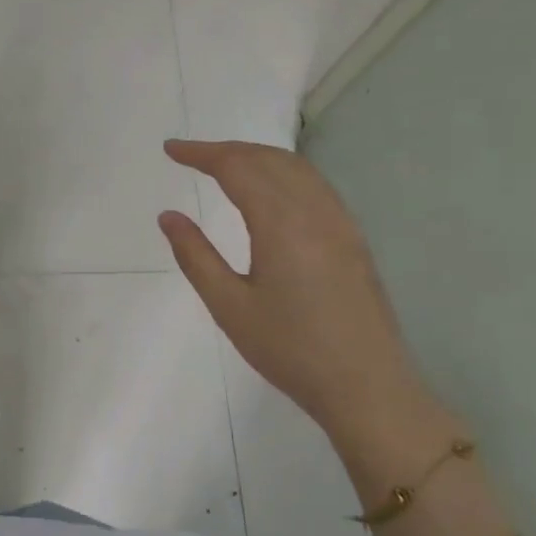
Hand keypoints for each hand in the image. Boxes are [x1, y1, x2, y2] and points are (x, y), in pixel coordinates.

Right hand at [159, 140, 443, 454]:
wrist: (366, 386)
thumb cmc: (289, 349)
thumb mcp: (229, 306)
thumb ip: (195, 255)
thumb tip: (169, 216)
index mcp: (282, 224)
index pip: (238, 168)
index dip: (202, 153)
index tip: (170, 150)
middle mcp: (316, 212)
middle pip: (270, 159)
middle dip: (228, 149)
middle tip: (191, 155)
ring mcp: (341, 224)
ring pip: (298, 169)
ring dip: (258, 157)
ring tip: (224, 165)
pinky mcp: (353, 240)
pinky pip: (315, 187)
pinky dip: (284, 173)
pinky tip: (270, 192)